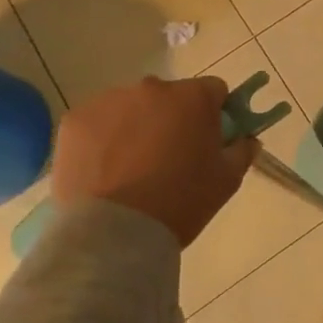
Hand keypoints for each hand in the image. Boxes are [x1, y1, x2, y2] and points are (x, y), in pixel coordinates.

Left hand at [50, 75, 257, 248]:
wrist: (113, 234)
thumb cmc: (180, 203)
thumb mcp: (226, 181)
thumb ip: (242, 151)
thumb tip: (247, 138)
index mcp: (193, 97)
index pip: (214, 91)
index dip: (215, 113)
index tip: (209, 139)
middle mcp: (152, 88)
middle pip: (170, 96)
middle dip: (173, 118)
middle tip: (170, 158)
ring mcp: (109, 101)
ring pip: (131, 107)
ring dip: (137, 126)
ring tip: (131, 169)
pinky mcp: (75, 120)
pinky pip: (98, 122)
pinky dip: (103, 139)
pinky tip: (104, 170)